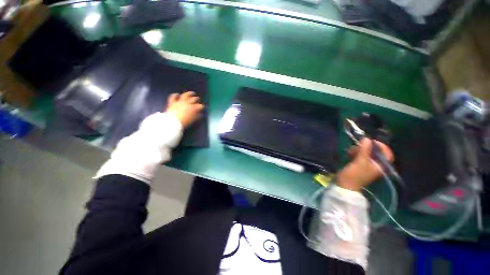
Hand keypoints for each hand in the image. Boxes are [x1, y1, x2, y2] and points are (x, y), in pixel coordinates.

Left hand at [165, 91, 204, 127]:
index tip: (203, 107)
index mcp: (194, 108)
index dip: (202, 106)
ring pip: (185, 95)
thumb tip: (200, 115)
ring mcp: (180, 102)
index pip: (200, 106)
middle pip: (194, 99)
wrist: (173, 122)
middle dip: (197, 99)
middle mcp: (188, 103)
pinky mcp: (173, 102)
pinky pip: (173, 97)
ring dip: (189, 93)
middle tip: (198, 99)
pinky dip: (175, 95)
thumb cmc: (185, 122)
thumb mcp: (193, 120)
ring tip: (192, 93)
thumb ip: (197, 116)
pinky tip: (177, 94)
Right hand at [337, 138, 393, 191]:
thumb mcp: (359, 162)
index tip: (371, 141)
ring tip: (350, 150)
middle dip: (367, 147)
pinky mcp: (359, 166)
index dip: (381, 146)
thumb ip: (364, 150)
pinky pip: (360, 156)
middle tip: (357, 145)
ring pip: (367, 154)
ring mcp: (367, 166)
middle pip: (376, 153)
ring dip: (359, 150)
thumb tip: (367, 139)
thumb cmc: (354, 175)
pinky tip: (349, 153)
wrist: (345, 185)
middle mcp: (376, 165)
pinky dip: (356, 153)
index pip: (387, 154)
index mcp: (380, 166)